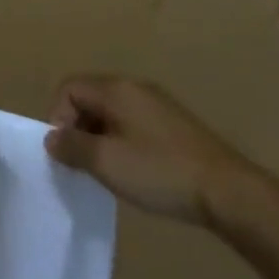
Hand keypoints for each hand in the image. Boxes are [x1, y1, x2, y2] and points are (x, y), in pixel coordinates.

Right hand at [45, 75, 278, 234]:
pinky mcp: (173, 124)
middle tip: (81, 165)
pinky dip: (121, 141)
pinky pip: (132, 123)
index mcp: (116, 89)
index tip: (64, 153)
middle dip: (77, 128)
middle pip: (89, 97)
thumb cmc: (159, 172)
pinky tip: (133, 171)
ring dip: (99, 137)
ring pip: (111, 112)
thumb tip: (52, 137)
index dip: (57, 117)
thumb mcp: (107, 163)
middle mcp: (135, 87)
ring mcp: (157, 104)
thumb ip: (72, 147)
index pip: (69, 88)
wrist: (226, 191)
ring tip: (106, 172)